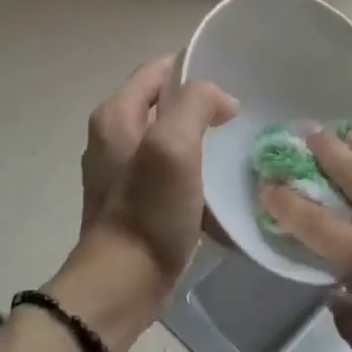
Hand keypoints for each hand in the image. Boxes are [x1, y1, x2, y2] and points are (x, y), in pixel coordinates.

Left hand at [54, 57, 235, 351]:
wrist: (123, 282)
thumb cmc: (148, 210)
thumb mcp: (174, 145)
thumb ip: (195, 104)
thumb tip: (220, 100)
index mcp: (116, 114)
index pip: (158, 69)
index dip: (195, 69)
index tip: (233, 84)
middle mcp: (112, 135)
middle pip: (164, 102)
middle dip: (200, 105)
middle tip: (239, 118)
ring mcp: (120, 170)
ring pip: (168, 136)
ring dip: (199, 138)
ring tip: (233, 148)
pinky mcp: (133, 199)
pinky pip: (167, 169)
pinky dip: (191, 168)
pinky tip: (215, 184)